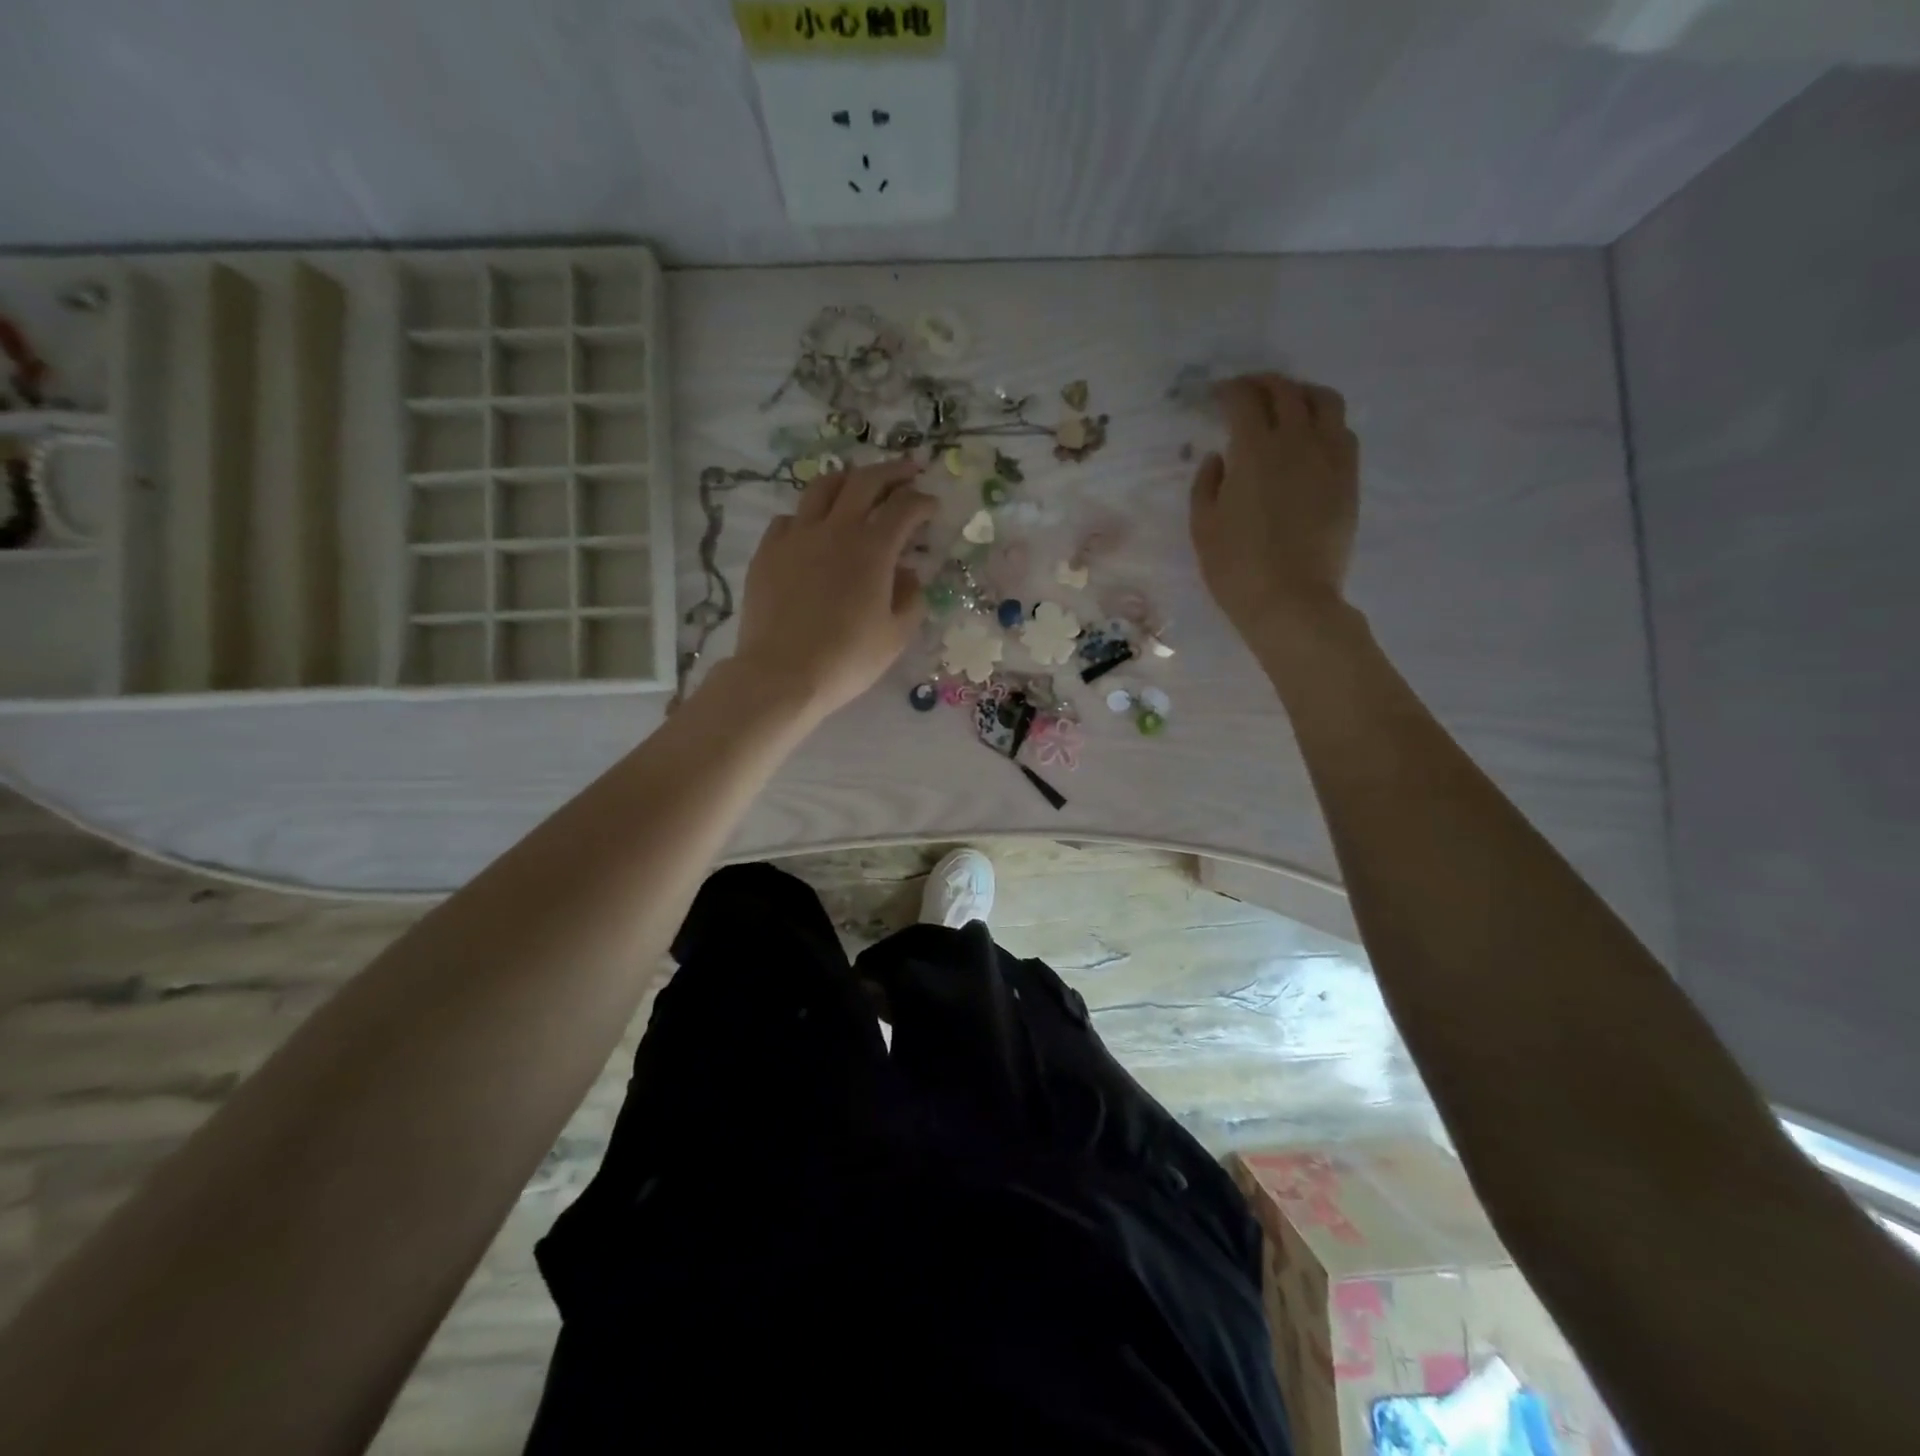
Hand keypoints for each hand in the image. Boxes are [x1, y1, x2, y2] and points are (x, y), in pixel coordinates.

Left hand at [730, 456, 936, 719]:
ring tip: (858, 484)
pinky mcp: (768, 552)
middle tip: (908, 469)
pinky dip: (808, 515)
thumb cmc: (848, 659)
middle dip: (891, 471)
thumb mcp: (896, 636)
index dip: (922, 501)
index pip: (904, 508)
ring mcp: (796, 536)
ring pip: (822, 488)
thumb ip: (910, 598)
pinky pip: (790, 518)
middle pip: (865, 481)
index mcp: (872, 548)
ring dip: (847, 480)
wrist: (782, 674)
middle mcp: (835, 530)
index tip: (932, 505)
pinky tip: (813, 529)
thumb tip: (908, 574)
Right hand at [1190, 373, 1358, 644]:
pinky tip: (1310, 437)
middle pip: (1285, 391)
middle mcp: (1297, 440)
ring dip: (1300, 393)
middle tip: (1246, 391)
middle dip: (1262, 384)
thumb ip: (1206, 484)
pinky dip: (1324, 421)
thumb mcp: (1203, 527)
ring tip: (1285, 404)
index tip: (1216, 396)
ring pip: (1323, 401)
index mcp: (1255, 450)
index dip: (1228, 391)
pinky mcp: (1348, 478)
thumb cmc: (1237, 567)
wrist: (1291, 600)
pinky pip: (1342, 431)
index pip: (1243, 400)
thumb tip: (1219, 457)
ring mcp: (1330, 457)